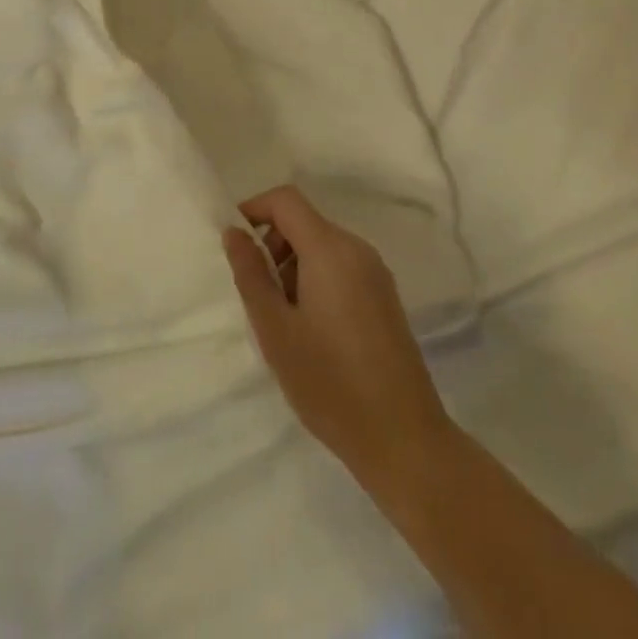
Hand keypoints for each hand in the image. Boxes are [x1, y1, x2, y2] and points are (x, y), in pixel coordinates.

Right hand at [224, 185, 455, 491]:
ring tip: (284, 320)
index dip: (254, 208)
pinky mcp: (384, 296)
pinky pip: (341, 267)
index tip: (234, 242)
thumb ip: (251, 274)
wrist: (403, 439)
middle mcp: (357, 249)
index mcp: (330, 249)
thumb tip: (234, 232)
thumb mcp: (275, 329)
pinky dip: (316, 279)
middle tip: (258, 294)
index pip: (286, 200)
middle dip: (273, 244)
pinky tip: (312, 330)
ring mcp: (376, 272)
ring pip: (322, 246)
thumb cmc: (329, 383)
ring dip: (293, 265)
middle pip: (304, 221)